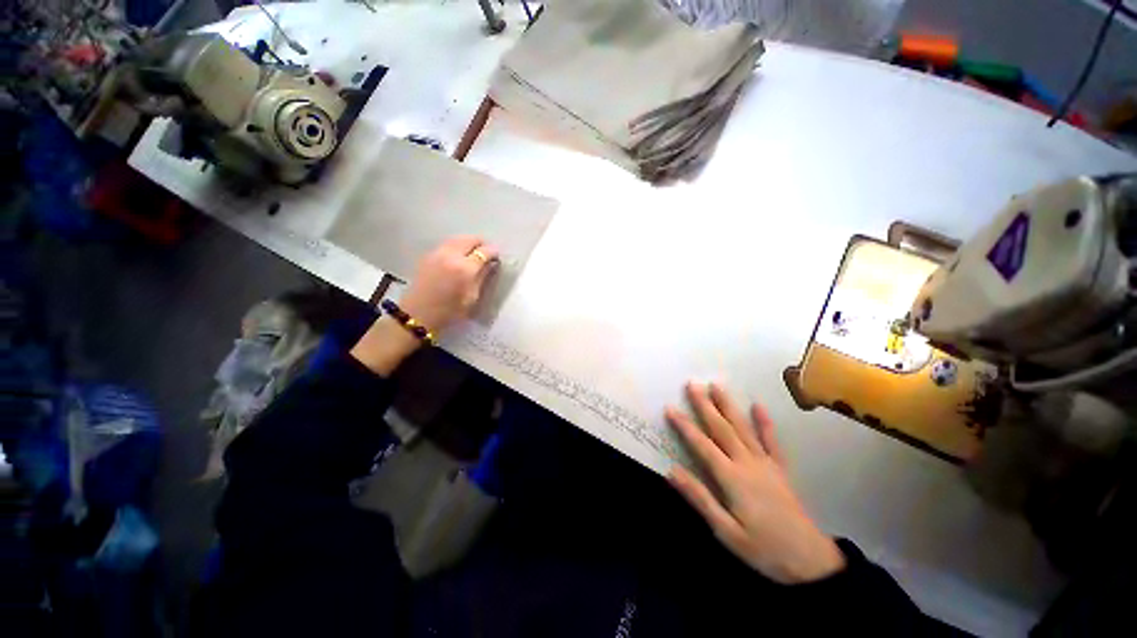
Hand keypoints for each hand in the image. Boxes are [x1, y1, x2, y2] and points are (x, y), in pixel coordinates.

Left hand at [400, 235, 499, 333]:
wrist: (418, 314)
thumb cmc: (450, 311)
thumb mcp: (472, 297)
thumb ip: (482, 277)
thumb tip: (491, 264)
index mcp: (465, 269)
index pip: (484, 251)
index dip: (493, 252)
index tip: (497, 256)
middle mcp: (451, 255)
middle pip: (470, 239)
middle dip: (481, 243)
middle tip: (487, 253)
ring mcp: (437, 253)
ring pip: (458, 238)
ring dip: (469, 242)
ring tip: (475, 252)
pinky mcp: (428, 255)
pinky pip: (447, 244)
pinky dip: (457, 245)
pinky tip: (460, 256)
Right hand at [666, 383, 845, 583]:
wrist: (811, 561)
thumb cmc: (764, 549)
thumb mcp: (726, 531)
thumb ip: (699, 498)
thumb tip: (671, 471)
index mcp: (731, 478)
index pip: (702, 445)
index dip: (684, 426)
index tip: (670, 408)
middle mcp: (747, 462)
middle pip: (721, 428)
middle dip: (705, 405)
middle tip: (692, 384)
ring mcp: (766, 463)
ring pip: (743, 427)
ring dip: (728, 405)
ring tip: (717, 385)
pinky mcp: (780, 468)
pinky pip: (772, 440)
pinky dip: (765, 422)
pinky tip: (758, 405)